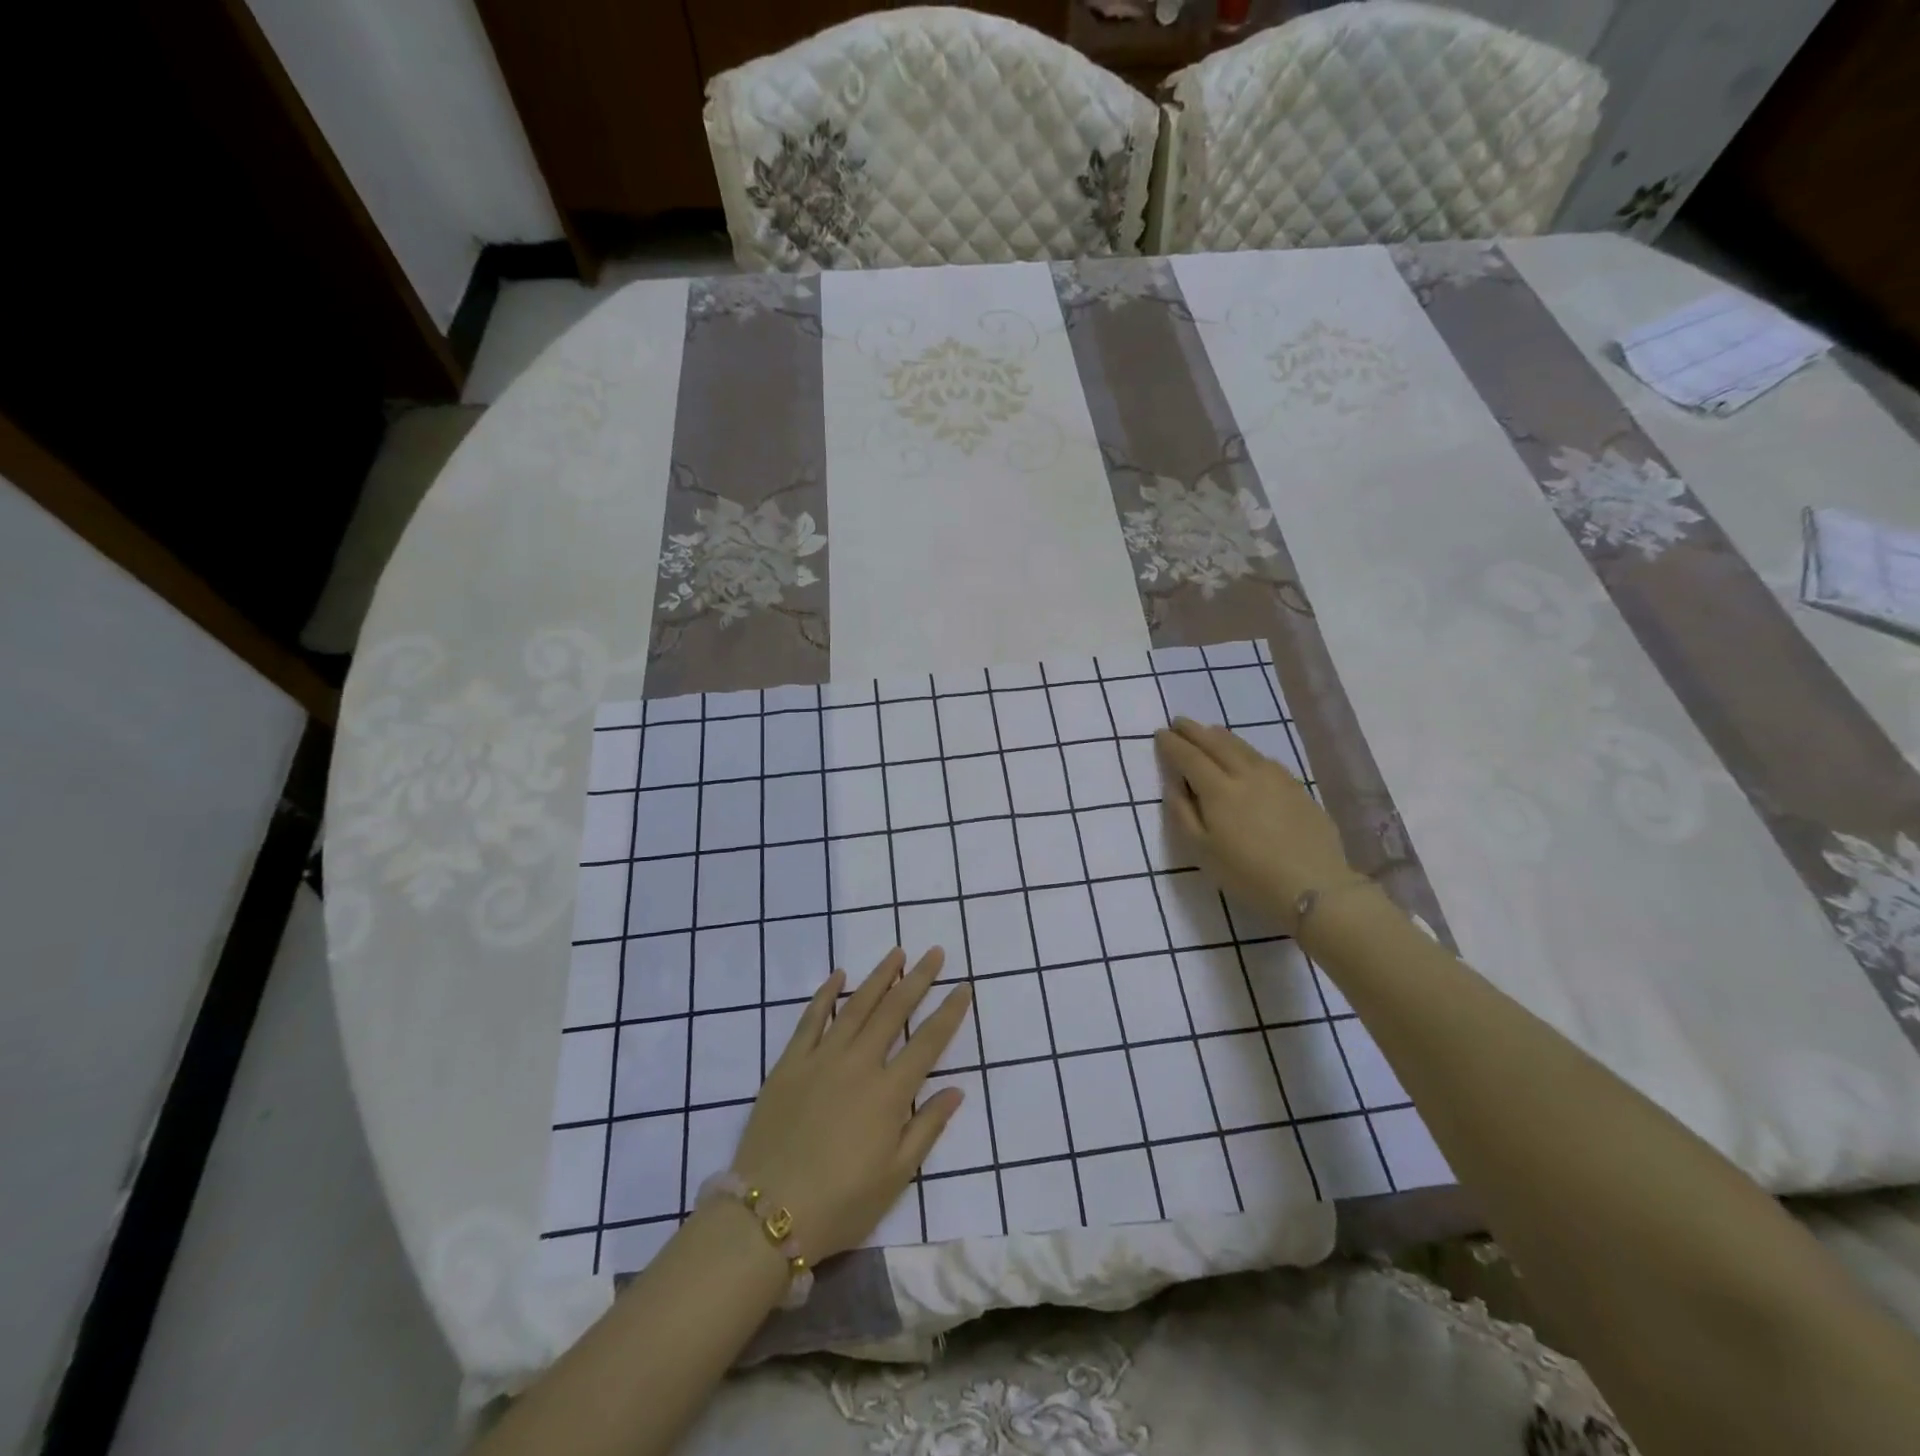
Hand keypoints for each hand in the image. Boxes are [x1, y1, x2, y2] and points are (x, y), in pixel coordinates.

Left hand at [730, 949, 971, 1263]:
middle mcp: (859, 1064)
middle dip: (918, 979)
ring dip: (878, 977)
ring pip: (855, 1006)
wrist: (768, 1215)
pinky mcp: (789, 1064)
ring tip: (896, 953)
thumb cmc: (840, 1203)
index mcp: (889, 1093)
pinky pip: (810, 1019)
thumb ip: (927, 1128)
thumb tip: (956, 1089)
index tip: (963, 987)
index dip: (949, 1012)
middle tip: (934, 953)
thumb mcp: (896, 1177)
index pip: (928, 1042)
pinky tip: (838, 976)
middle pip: (894, 1011)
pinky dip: (825, 994)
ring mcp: (821, 1059)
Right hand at [1155, 718, 1356, 914]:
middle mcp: (1246, 774)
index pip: (1190, 757)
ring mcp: (1276, 778)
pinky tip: (1246, 756)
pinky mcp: (1297, 788)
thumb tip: (1173, 784)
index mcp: (1219, 790)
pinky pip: (1264, 759)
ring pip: (1243, 747)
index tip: (1160, 733)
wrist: (1314, 887)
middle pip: (1217, 744)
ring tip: (1209, 731)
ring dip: (1221, 736)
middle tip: (1179, 721)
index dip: (1173, 744)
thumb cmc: (1247, 874)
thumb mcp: (1202, 851)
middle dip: (1195, 731)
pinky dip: (1246, 750)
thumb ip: (1183, 814)